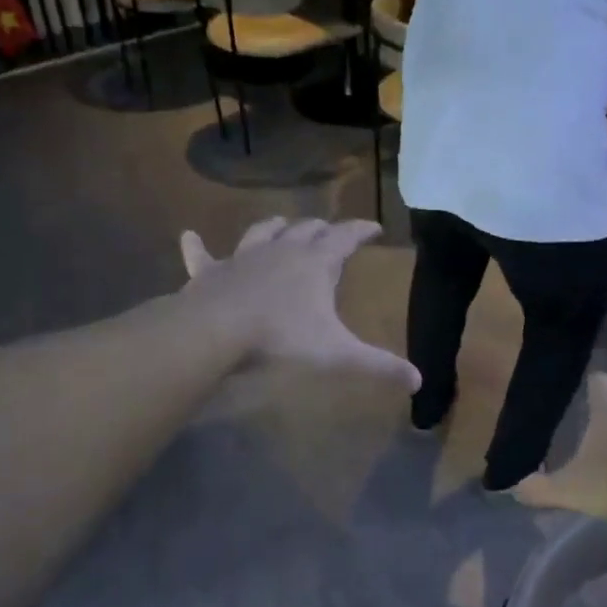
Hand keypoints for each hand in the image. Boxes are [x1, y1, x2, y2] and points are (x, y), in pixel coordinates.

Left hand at [179, 216, 420, 390]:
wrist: (218, 330)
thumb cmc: (282, 337)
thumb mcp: (338, 354)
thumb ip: (378, 365)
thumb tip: (418, 381)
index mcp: (315, 264)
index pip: (346, 237)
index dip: (362, 230)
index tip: (374, 226)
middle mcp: (282, 250)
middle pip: (307, 229)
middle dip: (322, 228)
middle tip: (331, 232)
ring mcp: (243, 257)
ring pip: (262, 231)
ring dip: (275, 227)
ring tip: (281, 225)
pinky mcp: (210, 272)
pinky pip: (201, 255)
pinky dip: (195, 246)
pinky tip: (188, 236)